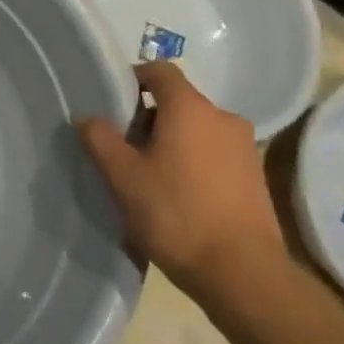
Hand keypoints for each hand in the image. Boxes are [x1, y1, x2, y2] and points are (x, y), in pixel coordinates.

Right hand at [79, 62, 283, 305]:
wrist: (242, 272)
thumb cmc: (175, 214)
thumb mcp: (122, 176)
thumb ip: (100, 138)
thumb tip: (88, 117)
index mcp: (190, 108)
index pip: (160, 71)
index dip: (133, 78)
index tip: (111, 101)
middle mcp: (223, 117)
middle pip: (178, 101)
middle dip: (148, 117)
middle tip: (122, 146)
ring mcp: (245, 147)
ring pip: (197, 129)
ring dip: (172, 141)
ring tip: (148, 174)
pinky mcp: (255, 176)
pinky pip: (214, 153)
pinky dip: (193, 161)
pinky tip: (177, 194)